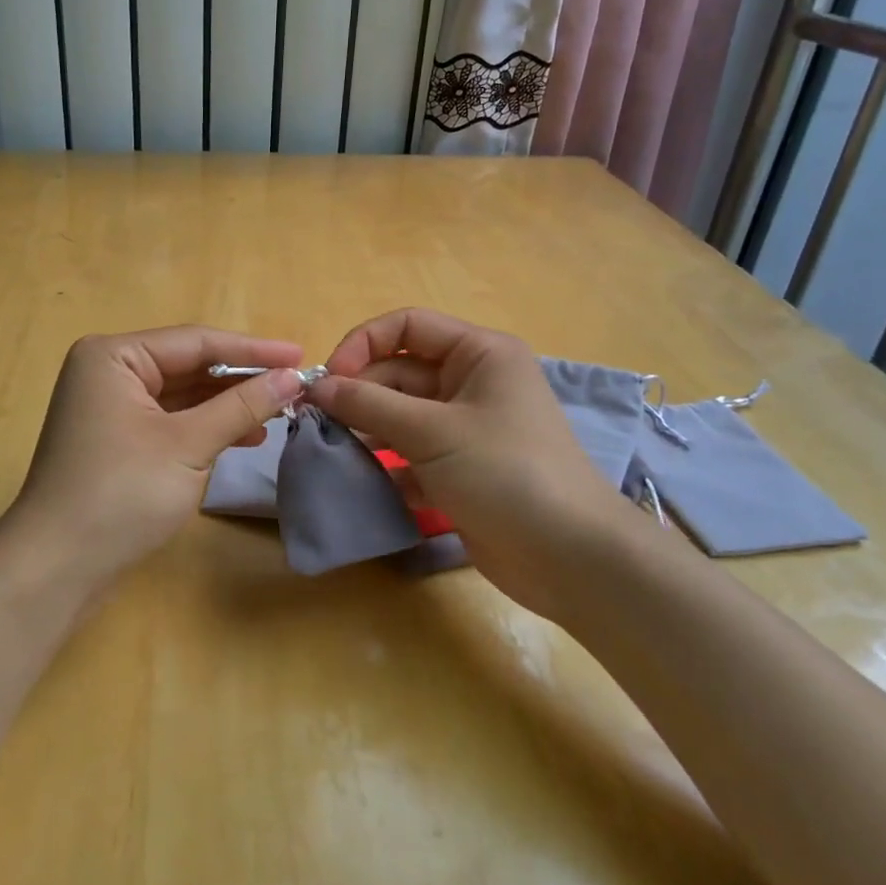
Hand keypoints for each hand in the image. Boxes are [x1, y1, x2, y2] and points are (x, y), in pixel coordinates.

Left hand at [4, 327, 304, 594]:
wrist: (56, 569)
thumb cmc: (121, 494)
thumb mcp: (188, 445)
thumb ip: (242, 406)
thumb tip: (293, 377)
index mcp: (114, 356)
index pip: (196, 342)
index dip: (253, 349)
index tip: (301, 355)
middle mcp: (109, 372)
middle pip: (189, 365)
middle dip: (242, 378)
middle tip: (296, 384)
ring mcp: (111, 407)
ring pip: (183, 395)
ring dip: (228, 404)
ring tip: (280, 412)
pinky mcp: (118, 440)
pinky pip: (172, 420)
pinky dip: (207, 426)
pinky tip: (246, 436)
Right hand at [305, 308, 629, 616]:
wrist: (569, 558)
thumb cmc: (505, 472)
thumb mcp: (432, 431)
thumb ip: (368, 404)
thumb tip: (315, 387)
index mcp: (478, 353)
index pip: (407, 326)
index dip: (362, 344)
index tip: (329, 380)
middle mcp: (472, 381)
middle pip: (399, 371)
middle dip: (359, 392)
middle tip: (318, 421)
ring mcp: (465, 427)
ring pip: (400, 413)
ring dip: (366, 428)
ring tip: (332, 448)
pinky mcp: (459, 467)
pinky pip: (410, 451)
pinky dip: (385, 462)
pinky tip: (361, 480)